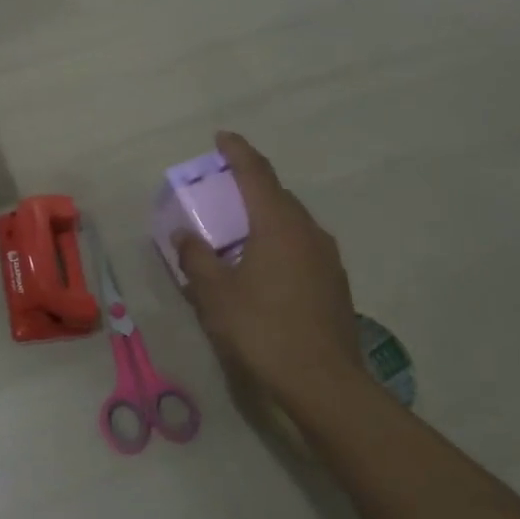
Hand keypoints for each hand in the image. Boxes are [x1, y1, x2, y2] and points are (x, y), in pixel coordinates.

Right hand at [173, 131, 363, 398]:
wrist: (323, 381)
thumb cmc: (262, 329)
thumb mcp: (215, 295)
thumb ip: (196, 258)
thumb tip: (185, 235)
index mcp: (278, 225)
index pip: (256, 174)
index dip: (237, 152)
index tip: (221, 137)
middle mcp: (308, 232)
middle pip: (277, 196)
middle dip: (250, 186)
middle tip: (222, 190)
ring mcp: (327, 258)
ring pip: (292, 223)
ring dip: (265, 217)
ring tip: (240, 232)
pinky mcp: (335, 283)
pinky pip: (301, 247)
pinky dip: (279, 243)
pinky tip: (264, 268)